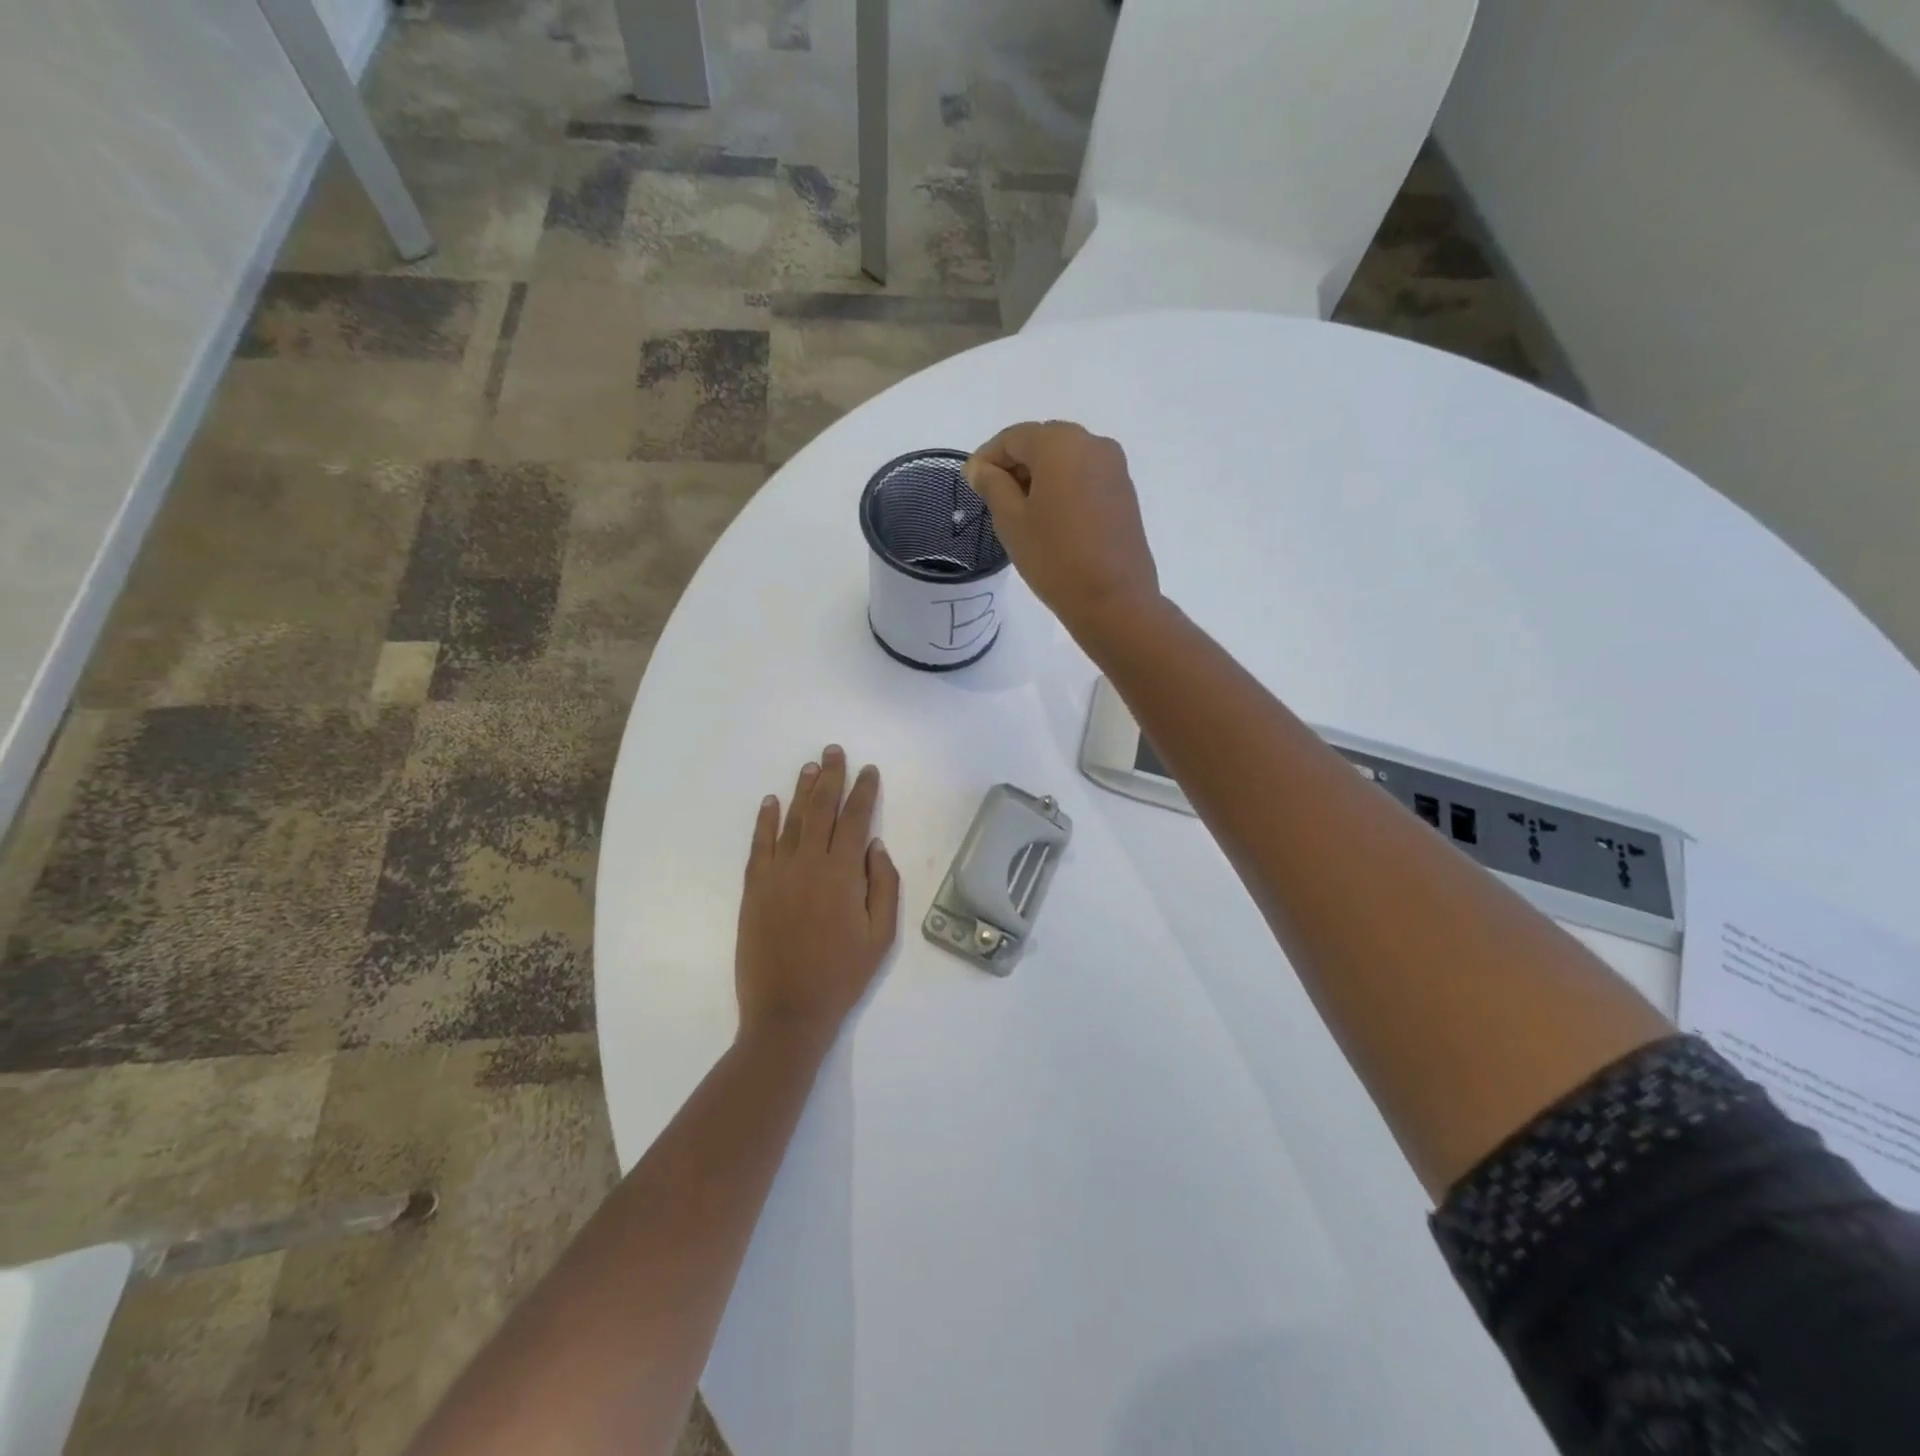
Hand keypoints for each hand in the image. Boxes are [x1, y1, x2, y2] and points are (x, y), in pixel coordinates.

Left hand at [736, 746, 900, 1043]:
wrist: (787, 1011)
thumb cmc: (842, 975)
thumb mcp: (881, 936)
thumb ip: (884, 886)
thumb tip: (875, 845)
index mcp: (843, 874)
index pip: (856, 819)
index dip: (863, 791)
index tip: (869, 770)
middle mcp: (808, 863)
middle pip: (821, 809)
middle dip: (831, 777)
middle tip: (834, 751)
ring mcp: (777, 874)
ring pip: (792, 820)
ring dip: (801, 791)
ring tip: (810, 767)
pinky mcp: (754, 888)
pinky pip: (760, 845)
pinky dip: (765, 820)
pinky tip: (770, 802)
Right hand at [964, 420, 1160, 637]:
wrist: (1113, 599)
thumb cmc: (1054, 558)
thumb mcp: (1011, 521)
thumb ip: (992, 485)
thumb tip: (979, 467)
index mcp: (1060, 443)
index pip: (1013, 437)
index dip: (987, 457)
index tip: (971, 484)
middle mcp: (1092, 443)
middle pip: (1042, 442)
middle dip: (1015, 465)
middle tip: (994, 499)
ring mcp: (1113, 467)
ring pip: (1065, 459)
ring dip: (1039, 476)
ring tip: (1022, 513)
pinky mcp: (1124, 491)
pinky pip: (1084, 476)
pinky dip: (1063, 487)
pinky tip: (1051, 519)